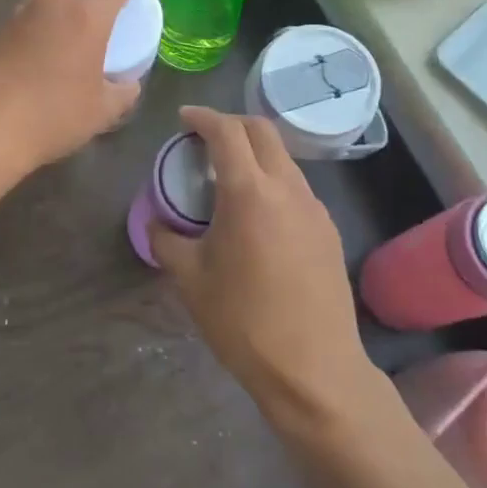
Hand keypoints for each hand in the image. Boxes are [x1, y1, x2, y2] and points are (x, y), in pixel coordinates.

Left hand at [0, 0, 160, 179]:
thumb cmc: (52, 117)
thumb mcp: (102, 111)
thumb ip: (123, 92)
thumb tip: (129, 84)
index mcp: (87, 16)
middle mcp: (54, 1)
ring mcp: (23, 11)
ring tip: (84, 5)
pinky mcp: (2, 27)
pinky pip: (34, 4)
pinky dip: (51, 6)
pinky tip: (56, 33)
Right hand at [150, 107, 370, 422]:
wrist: (314, 370)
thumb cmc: (244, 322)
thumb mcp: (190, 280)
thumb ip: (167, 240)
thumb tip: (157, 222)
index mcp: (249, 192)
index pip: (227, 131)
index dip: (202, 117)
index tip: (184, 119)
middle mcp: (287, 188)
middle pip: (262, 131)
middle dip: (231, 124)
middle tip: (204, 138)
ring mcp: (314, 208)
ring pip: (283, 158)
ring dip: (254, 152)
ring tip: (227, 176)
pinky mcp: (328, 230)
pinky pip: (296, 186)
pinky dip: (272, 179)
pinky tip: (256, 212)